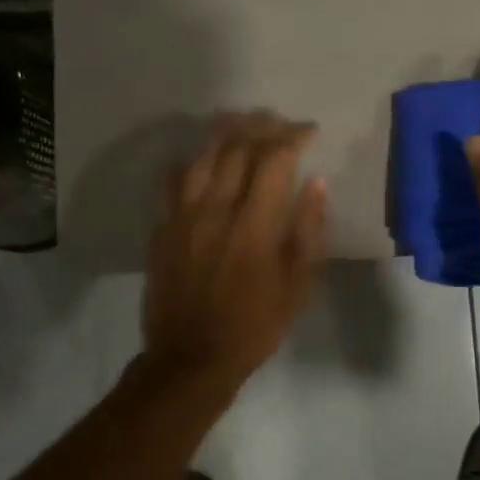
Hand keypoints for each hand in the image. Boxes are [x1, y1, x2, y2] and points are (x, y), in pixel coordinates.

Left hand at [143, 112, 328, 391]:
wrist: (191, 358)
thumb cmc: (254, 326)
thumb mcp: (297, 287)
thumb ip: (308, 231)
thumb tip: (317, 184)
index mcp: (254, 225)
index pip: (275, 161)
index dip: (293, 138)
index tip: (308, 131)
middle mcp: (216, 210)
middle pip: (237, 149)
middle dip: (260, 127)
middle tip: (277, 121)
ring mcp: (183, 217)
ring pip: (202, 158)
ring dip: (224, 134)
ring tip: (241, 122)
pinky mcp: (162, 228)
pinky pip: (171, 181)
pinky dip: (189, 162)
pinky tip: (199, 158)